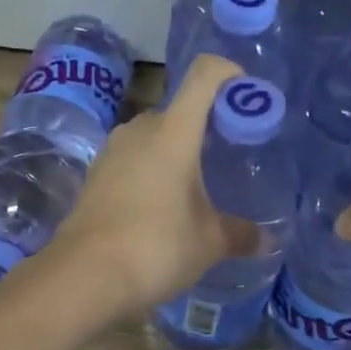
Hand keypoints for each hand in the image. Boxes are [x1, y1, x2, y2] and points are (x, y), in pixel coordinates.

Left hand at [49, 54, 259, 314]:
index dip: (229, 73)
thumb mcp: (209, 243)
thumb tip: (266, 239)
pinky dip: (151, 171)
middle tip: (228, 159)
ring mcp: (112, 150)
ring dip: (176, 152)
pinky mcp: (95, 174)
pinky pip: (132, 159)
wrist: (83, 276)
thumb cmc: (156, 247)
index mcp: (174, 131)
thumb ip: (240, 234)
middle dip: (206, 128)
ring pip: (153, 137)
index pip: (204, 75)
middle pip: (180, 110)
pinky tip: (161, 207)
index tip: (247, 94)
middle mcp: (140, 129)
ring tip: (197, 187)